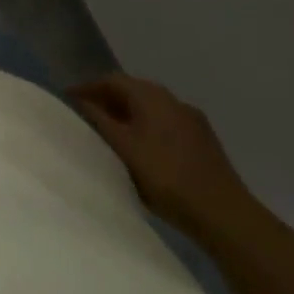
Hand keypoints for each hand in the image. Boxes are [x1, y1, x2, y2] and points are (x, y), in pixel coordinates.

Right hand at [67, 75, 254, 240]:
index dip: (88, 87)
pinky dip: (148, 127)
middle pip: (133, 90)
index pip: (112, 80)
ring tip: (112, 132)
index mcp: (151, 96)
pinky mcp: (204, 141)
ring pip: (152, 108)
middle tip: (87, 114)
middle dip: (108, 99)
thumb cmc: (165, 176)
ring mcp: (192, 120)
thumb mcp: (123, 148)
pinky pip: (167, 123)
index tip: (69, 98)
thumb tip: (81, 101)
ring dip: (129, 114)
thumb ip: (99, 121)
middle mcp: (173, 100)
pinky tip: (143, 148)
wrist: (224, 213)